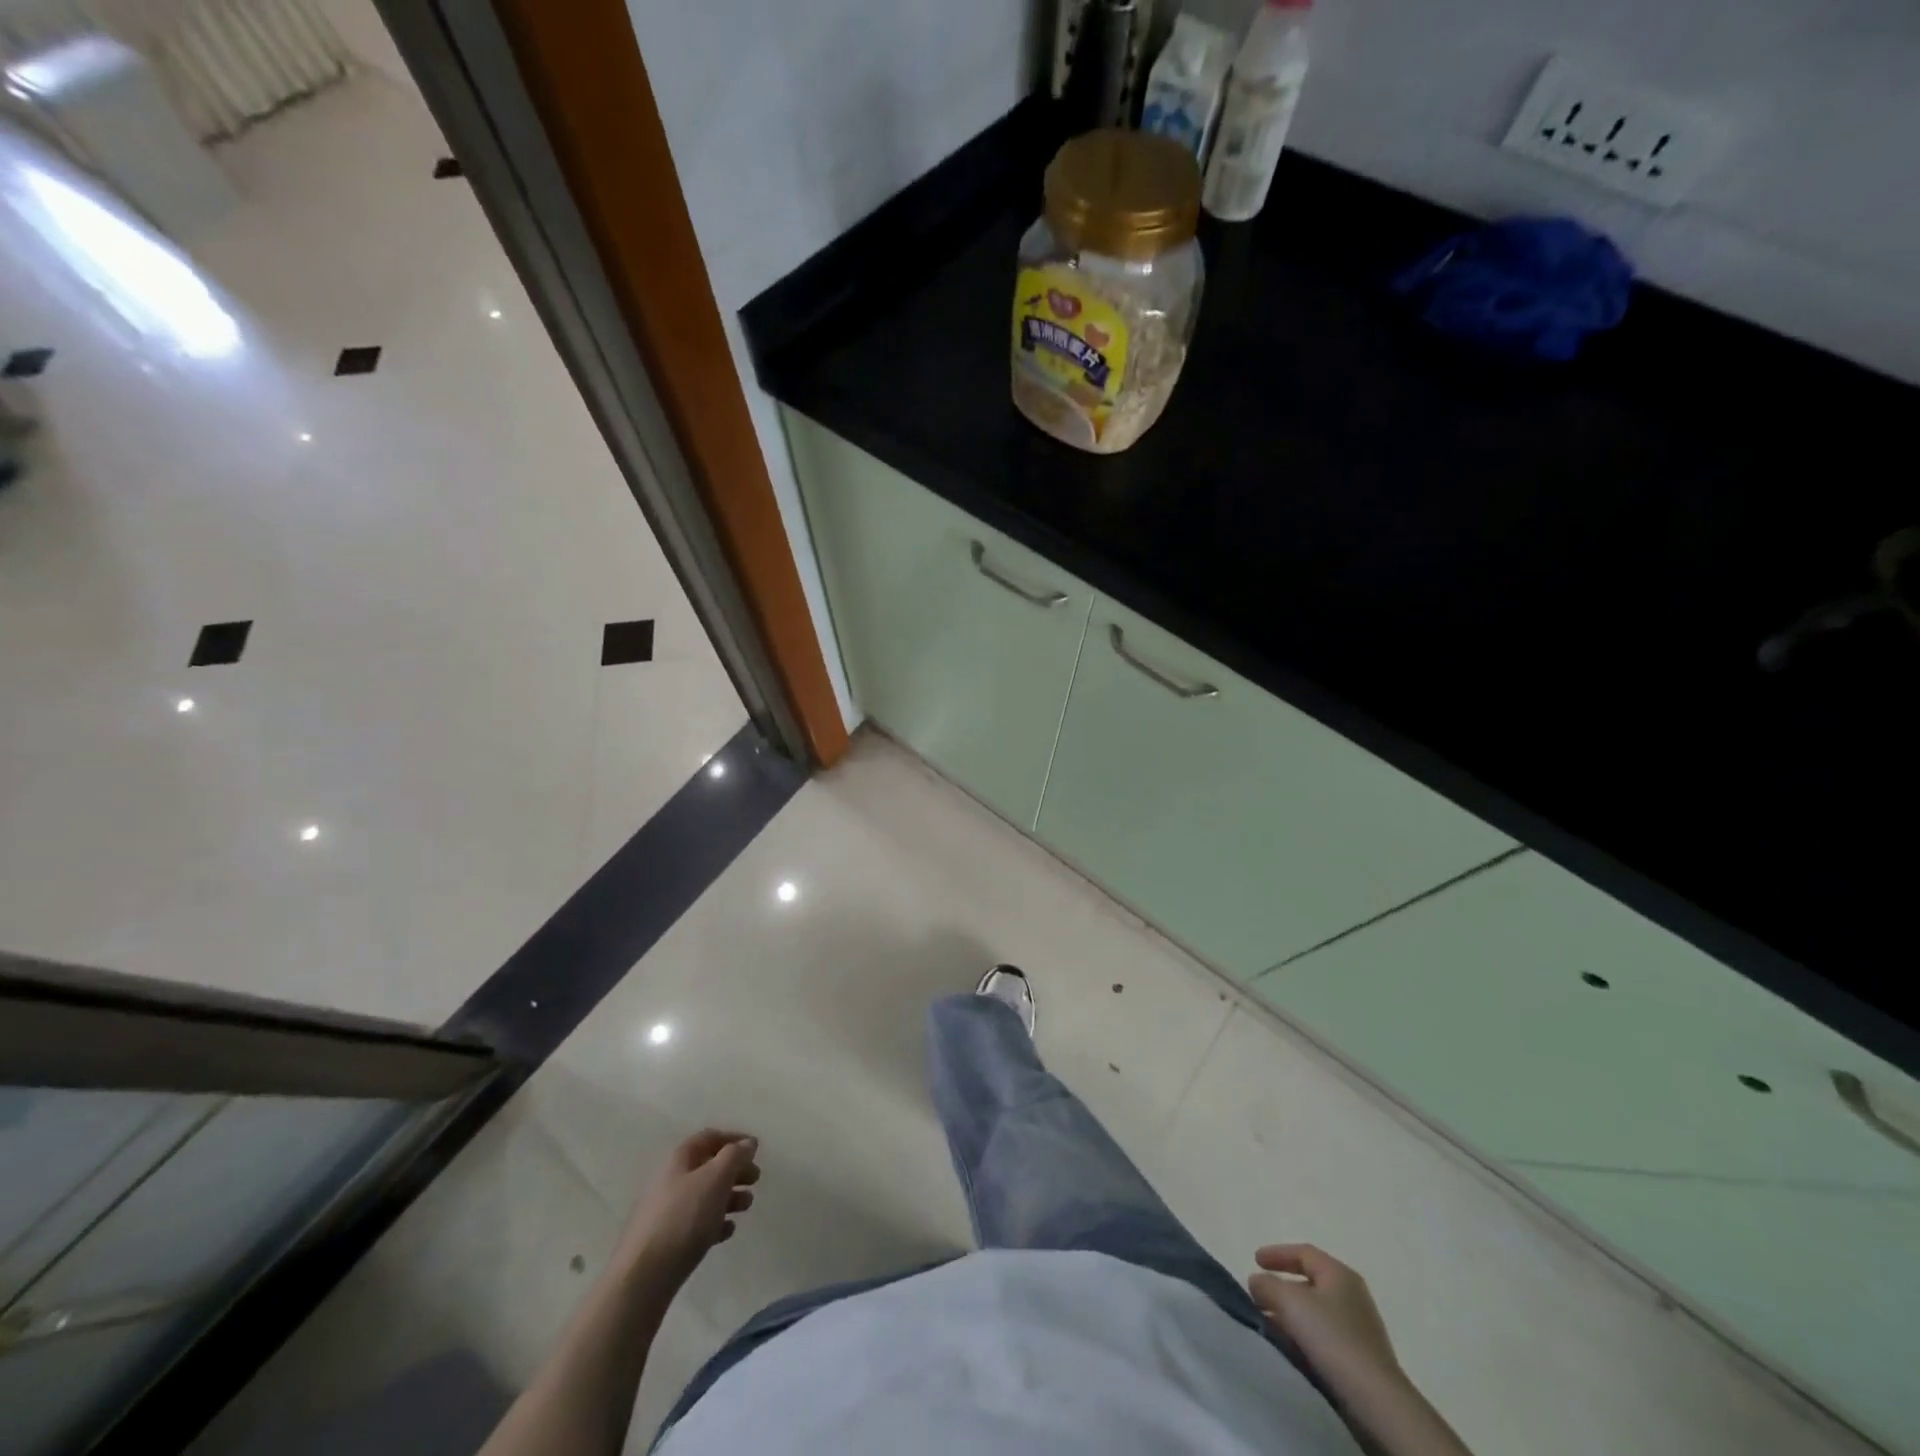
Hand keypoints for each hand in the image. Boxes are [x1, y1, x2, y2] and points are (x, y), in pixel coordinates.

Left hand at [616, 1129, 760, 1286]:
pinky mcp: (667, 1242)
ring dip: (729, 1197)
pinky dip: (715, 1223)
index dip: (733, 1139)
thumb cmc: (684, 1218)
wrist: (643, 1278)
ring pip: (705, 1196)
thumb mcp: (715, 1178)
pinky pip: (697, 1224)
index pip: (709, 1137)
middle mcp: (671, 1181)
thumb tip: (748, 1143)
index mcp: (680, 1160)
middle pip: (708, 1167)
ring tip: (747, 1206)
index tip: (755, 1149)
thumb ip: (735, 1156)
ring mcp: (667, 1213)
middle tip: (756, 1179)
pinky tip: (727, 1232)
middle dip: (734, 1170)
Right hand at [1248, 1244, 1403, 1404]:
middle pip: (1309, 1282)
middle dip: (1281, 1288)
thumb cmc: (1333, 1338)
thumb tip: (1257, 1282)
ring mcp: (1359, 1328)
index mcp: (1339, 1274)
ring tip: (1268, 1325)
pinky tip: (1290, 1349)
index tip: (1254, 1261)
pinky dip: (1304, 1336)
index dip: (1276, 1253)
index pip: (1303, 1253)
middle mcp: (1352, 1296)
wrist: (1377, 1401)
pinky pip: (1324, 1337)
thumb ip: (1267, 1285)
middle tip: (1259, 1296)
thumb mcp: (1290, 1302)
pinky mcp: (1360, 1358)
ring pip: (1315, 1312)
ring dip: (1290, 1315)